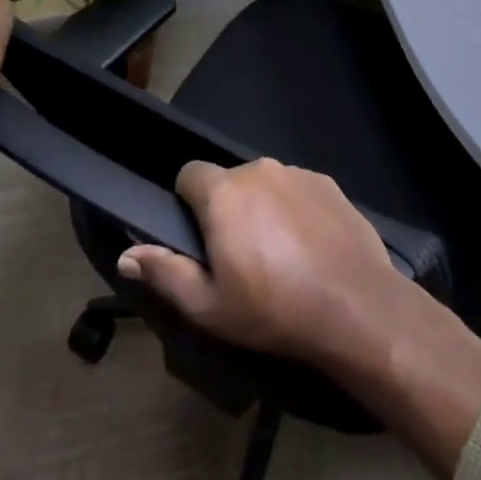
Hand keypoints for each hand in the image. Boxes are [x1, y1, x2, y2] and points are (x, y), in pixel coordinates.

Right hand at [118, 157, 480, 479]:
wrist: (354, 305)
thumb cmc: (272, 309)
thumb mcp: (209, 306)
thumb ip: (165, 273)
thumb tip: (126, 254)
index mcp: (224, 193)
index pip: (189, 174)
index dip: (186, 202)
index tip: (198, 237)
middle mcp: (260, 170)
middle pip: (229, 180)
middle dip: (226, 208)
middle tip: (238, 255)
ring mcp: (298, 173)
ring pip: (265, 184)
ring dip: (262, 207)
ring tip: (277, 254)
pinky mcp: (328, 183)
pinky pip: (297, 189)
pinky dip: (294, 209)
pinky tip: (308, 246)